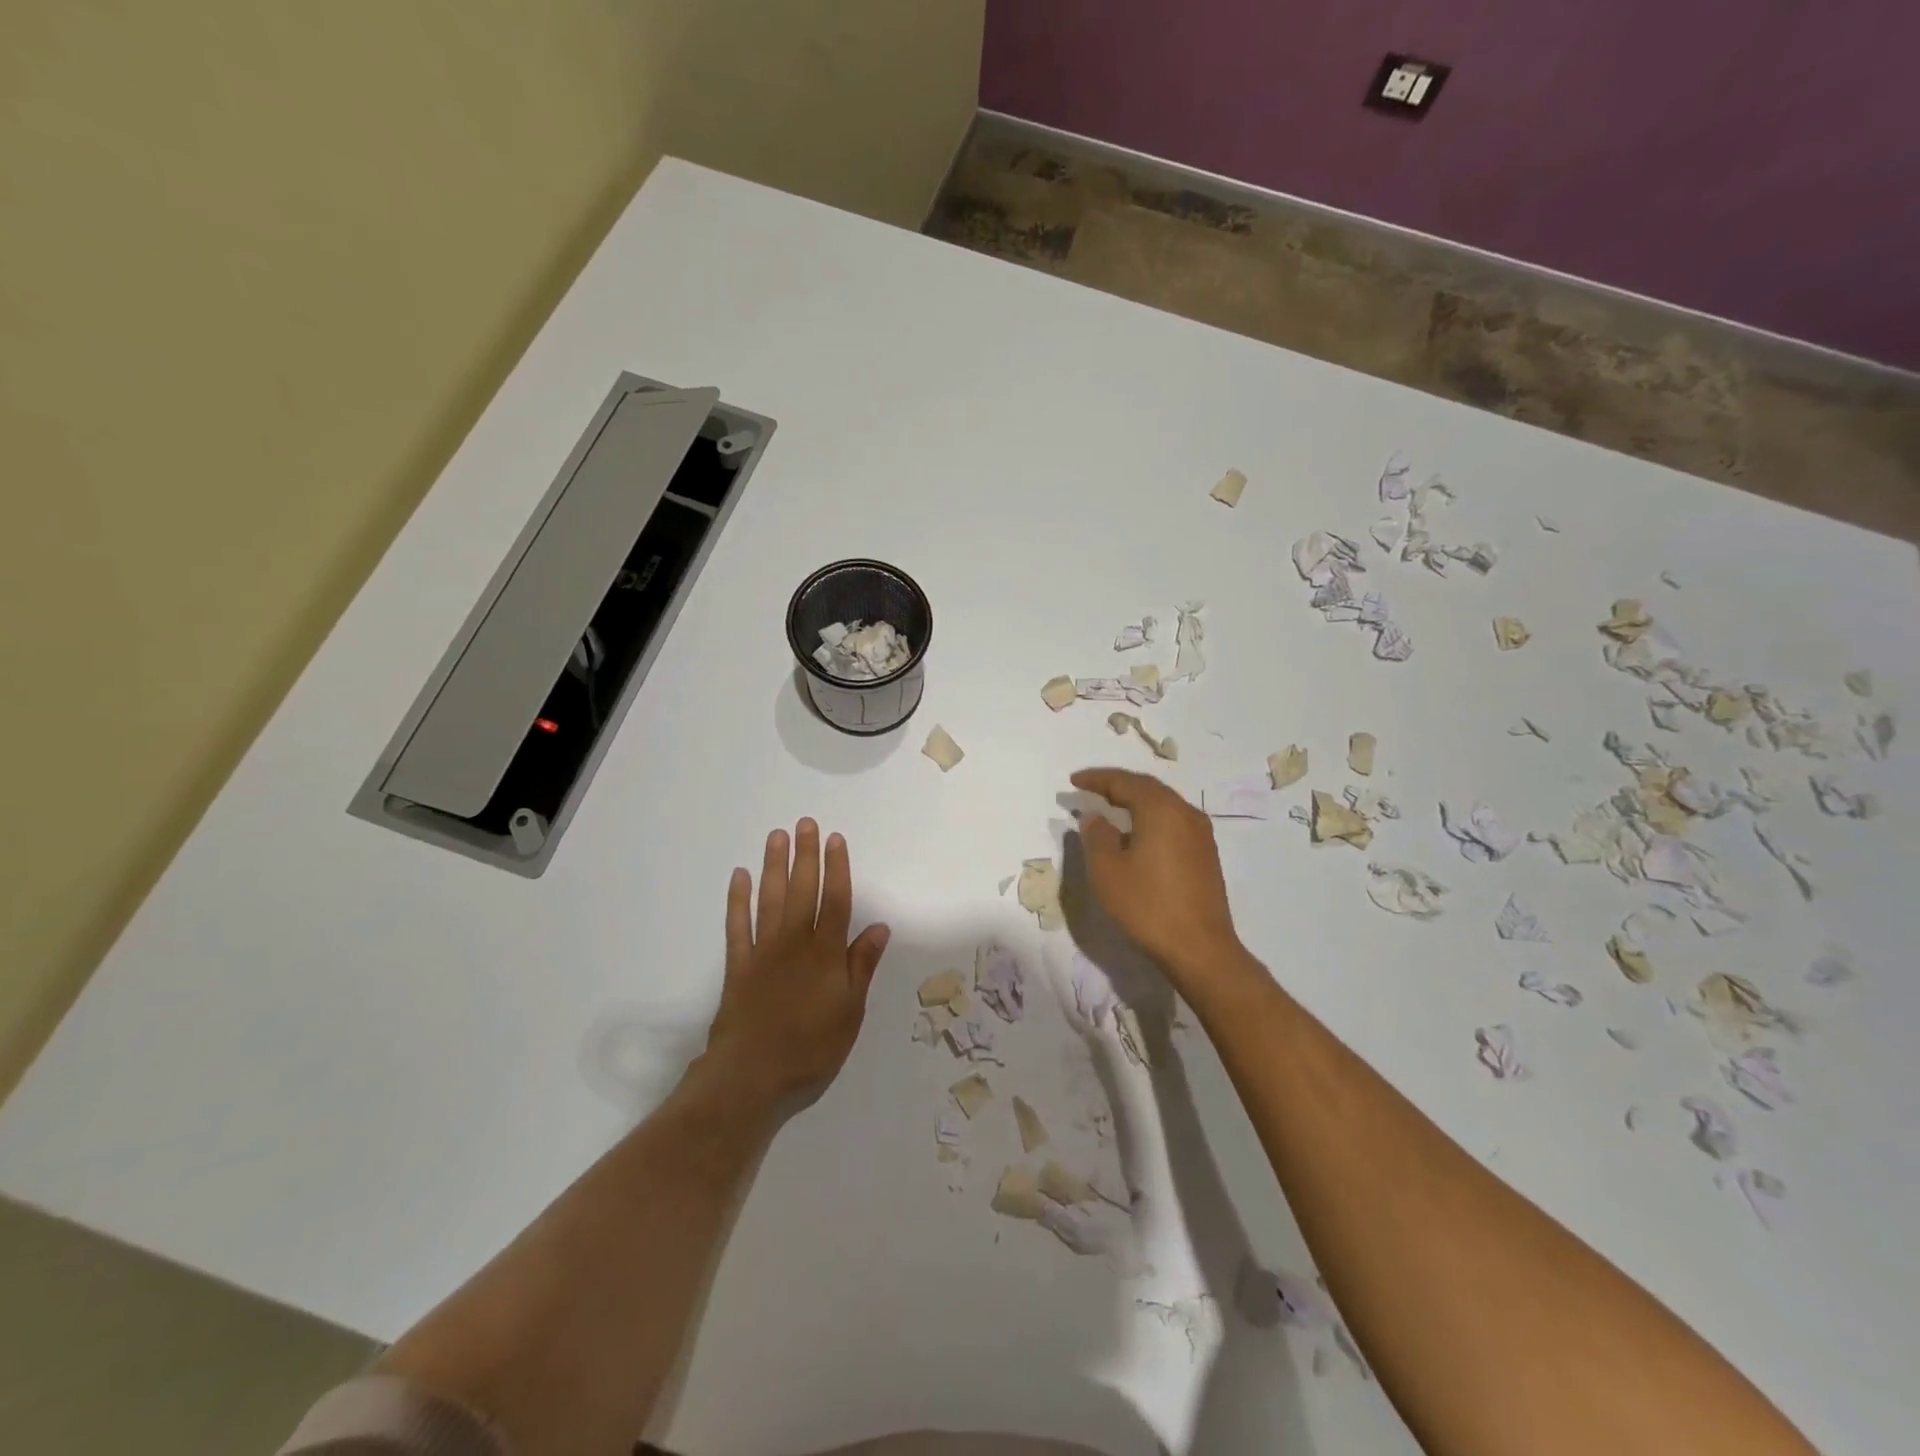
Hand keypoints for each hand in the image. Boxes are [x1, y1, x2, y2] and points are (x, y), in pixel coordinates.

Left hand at [699, 819, 890, 1108]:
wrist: (751, 1077)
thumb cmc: (811, 1048)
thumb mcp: (850, 1012)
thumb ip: (861, 966)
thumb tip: (879, 926)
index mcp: (826, 954)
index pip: (835, 900)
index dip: (837, 868)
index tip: (835, 839)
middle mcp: (794, 943)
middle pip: (802, 890)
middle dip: (805, 855)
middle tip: (805, 823)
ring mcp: (762, 951)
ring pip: (770, 899)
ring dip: (774, 866)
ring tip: (777, 836)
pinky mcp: (738, 965)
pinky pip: (737, 925)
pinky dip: (738, 900)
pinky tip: (740, 876)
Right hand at [1070, 768, 1243, 988]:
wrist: (1200, 949)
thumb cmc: (1147, 906)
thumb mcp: (1107, 871)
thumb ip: (1096, 836)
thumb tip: (1095, 817)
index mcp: (1161, 810)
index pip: (1124, 782)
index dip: (1096, 779)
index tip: (1073, 781)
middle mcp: (1185, 813)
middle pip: (1147, 788)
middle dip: (1117, 786)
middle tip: (1090, 789)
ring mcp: (1200, 835)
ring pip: (1163, 805)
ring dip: (1135, 802)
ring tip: (1111, 808)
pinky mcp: (1205, 855)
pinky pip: (1173, 823)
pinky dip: (1150, 820)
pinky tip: (1137, 835)